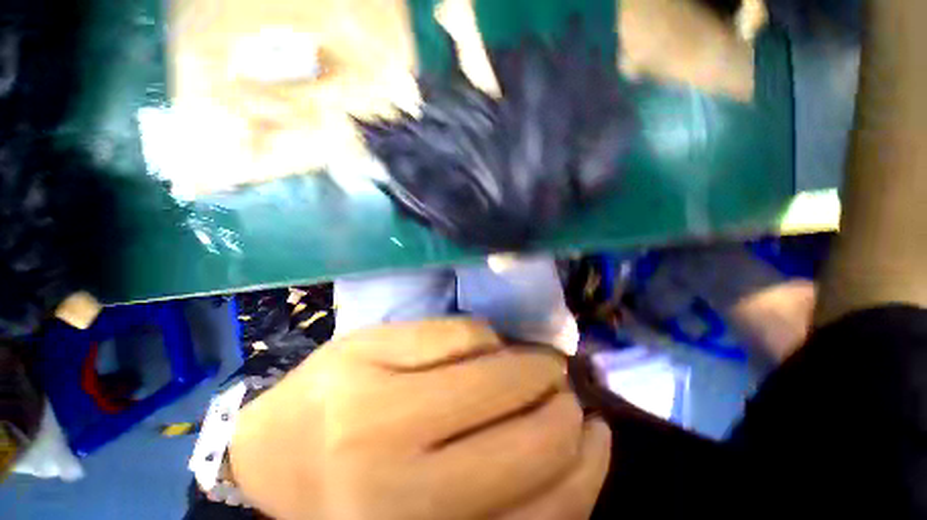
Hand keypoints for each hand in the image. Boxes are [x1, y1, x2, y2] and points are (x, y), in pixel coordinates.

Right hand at [229, 319, 609, 519]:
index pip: (493, 384)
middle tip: (566, 385)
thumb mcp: (376, 342)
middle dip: (564, 407)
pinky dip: (572, 505)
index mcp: (382, 416)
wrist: (279, 465)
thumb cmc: (329, 392)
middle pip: (529, 448)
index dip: (536, 366)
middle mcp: (405, 491)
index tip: (551, 358)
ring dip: (585, 459)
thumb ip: (444, 335)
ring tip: (591, 426)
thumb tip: (505, 347)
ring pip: (547, 511)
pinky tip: (579, 471)